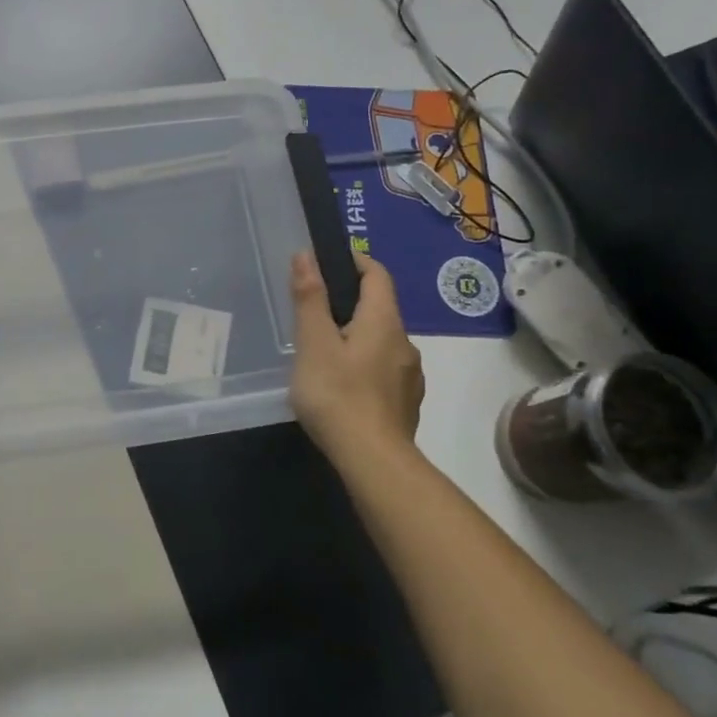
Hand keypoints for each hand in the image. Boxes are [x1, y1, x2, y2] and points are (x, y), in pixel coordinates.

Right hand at [289, 251, 424, 467]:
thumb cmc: (338, 395)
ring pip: (383, 341)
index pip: (377, 275)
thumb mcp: (314, 343)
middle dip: (351, 302)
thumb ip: (310, 298)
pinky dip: (366, 365)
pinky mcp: (407, 403)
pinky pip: (385, 370)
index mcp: (384, 321)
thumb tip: (307, 255)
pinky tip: (345, 385)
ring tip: (326, 351)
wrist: (374, 462)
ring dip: (359, 336)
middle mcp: (405, 342)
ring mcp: (410, 376)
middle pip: (380, 308)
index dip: (356, 261)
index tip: (329, 262)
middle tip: (316, 312)